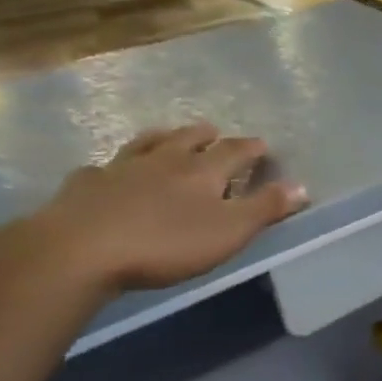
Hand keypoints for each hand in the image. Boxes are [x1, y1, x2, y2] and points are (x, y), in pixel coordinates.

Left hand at [27, 124, 308, 293]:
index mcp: (202, 172)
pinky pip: (104, 168)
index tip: (262, 145)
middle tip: (214, 131)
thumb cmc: (166, 243)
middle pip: (188, 140)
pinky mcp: (85, 185)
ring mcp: (120, 169)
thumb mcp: (229, 231)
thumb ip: (265, 208)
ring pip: (146, 145)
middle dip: (206, 135)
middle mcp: (163, 161)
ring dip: (162, 138)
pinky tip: (110, 171)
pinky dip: (115, 166)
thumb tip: (301, 186)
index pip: (234, 152)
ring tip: (168, 135)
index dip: (250, 148)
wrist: (80, 249)